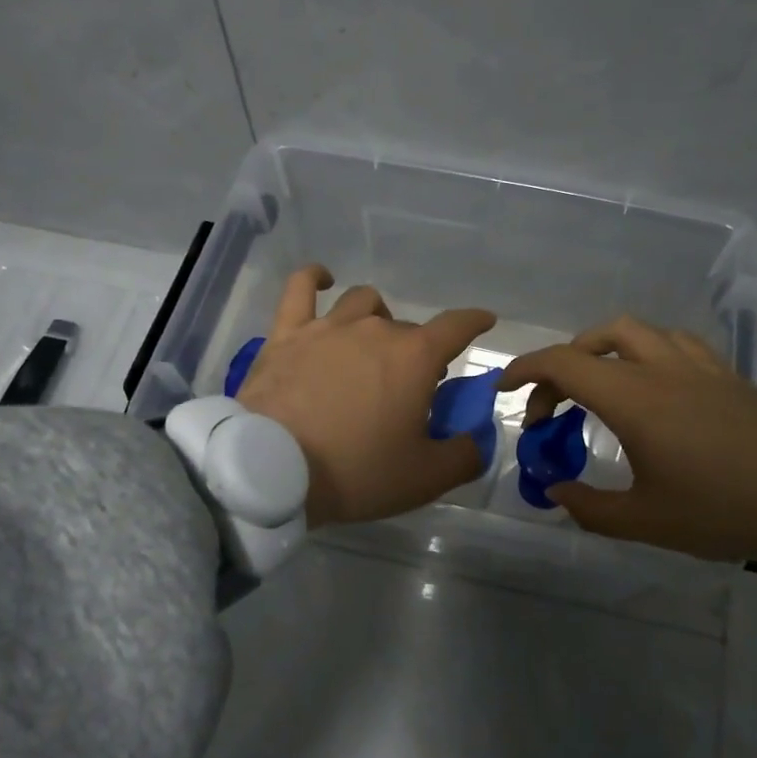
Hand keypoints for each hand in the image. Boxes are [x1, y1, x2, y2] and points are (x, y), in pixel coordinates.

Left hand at [235, 266, 496, 527]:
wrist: (272, 469)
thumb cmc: (356, 471)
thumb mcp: (425, 478)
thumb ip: (465, 455)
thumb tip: (478, 438)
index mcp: (415, 357)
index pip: (457, 325)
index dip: (474, 322)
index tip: (484, 321)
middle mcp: (375, 328)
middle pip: (408, 328)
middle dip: (417, 351)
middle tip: (410, 386)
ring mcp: (328, 326)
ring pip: (363, 303)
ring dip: (377, 318)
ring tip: (372, 343)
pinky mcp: (286, 334)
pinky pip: (301, 289)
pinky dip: (315, 279)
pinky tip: (322, 280)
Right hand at [500, 317, 756, 566]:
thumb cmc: (724, 510)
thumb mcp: (646, 522)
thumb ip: (590, 507)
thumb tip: (556, 492)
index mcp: (634, 399)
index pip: (564, 364)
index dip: (526, 370)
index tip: (505, 390)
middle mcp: (662, 369)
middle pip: (598, 338)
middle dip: (563, 364)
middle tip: (555, 407)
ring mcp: (699, 367)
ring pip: (640, 332)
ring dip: (606, 350)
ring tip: (600, 388)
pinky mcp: (728, 375)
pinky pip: (676, 345)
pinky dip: (648, 354)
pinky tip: (655, 387)